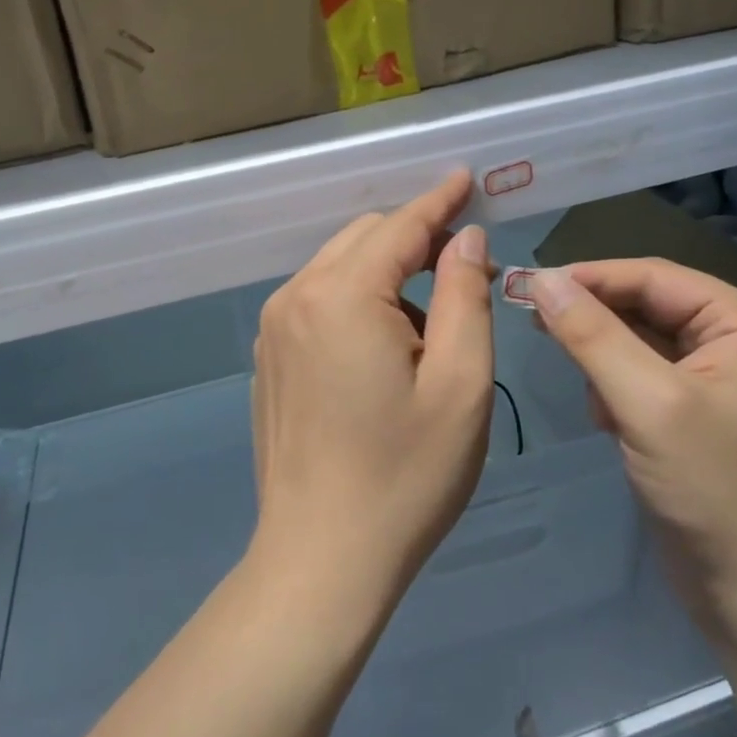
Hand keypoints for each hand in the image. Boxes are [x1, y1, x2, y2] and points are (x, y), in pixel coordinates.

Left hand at [249, 171, 495, 625]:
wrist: (321, 558)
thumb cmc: (405, 475)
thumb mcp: (460, 384)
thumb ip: (465, 296)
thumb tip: (464, 239)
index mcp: (342, 296)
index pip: (399, 226)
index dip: (439, 200)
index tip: (467, 178)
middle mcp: (296, 297)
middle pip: (364, 238)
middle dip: (416, 239)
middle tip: (467, 271)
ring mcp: (274, 329)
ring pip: (339, 267)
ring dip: (387, 274)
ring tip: (432, 327)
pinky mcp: (269, 358)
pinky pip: (318, 301)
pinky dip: (357, 300)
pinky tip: (385, 349)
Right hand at [528, 260, 736, 624]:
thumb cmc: (712, 489)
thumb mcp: (647, 403)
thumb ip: (592, 335)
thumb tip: (541, 279)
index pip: (654, 276)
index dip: (590, 277)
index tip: (529, 286)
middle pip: (647, 304)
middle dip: (595, 321)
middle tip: (535, 325)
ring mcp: (720, 372)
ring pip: (639, 338)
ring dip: (604, 359)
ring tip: (590, 396)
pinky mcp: (698, 405)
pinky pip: (644, 371)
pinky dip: (616, 386)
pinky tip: (607, 419)